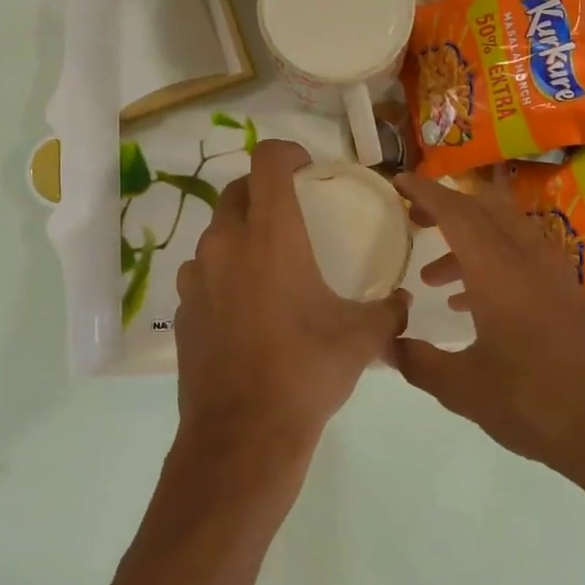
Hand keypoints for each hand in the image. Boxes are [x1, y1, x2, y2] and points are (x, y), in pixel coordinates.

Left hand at [171, 141, 409, 503]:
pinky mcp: (182, 310)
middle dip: (264, 191)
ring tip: (268, 265)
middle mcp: (225, 243)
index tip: (306, 167)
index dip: (287, 152)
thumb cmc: (307, 370)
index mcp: (271, 234)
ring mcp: (195, 277)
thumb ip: (389, 310)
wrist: (244, 433)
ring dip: (241, 235)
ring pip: (216, 234)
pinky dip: (223, 275)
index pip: (267, 160)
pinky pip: (203, 274)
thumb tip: (402, 303)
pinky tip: (246, 309)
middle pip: (237, 191)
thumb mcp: (362, 338)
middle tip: (292, 214)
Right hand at [391, 171, 584, 482]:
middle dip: (447, 209)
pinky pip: (523, 260)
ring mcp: (554, 276)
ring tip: (432, 279)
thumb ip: (417, 362)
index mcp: (500, 272)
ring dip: (468, 244)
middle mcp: (529, 261)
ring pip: (505, 235)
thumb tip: (384, 343)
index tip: (399, 181)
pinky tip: (470, 306)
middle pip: (486, 211)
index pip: (458, 213)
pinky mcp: (568, 296)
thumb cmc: (534, 404)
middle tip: (414, 219)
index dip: (426, 192)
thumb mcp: (463, 389)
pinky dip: (491, 265)